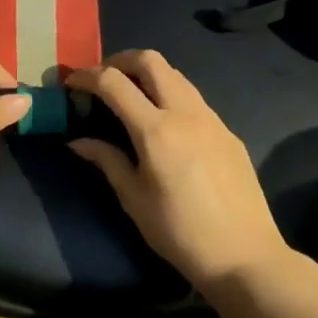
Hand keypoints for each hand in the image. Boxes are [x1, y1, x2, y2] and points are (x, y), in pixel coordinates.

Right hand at [66, 50, 292, 294]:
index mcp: (156, 130)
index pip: (113, 82)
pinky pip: (193, 98)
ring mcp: (211, 119)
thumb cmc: (180, 233)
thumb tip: (77, 141)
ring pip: (175, 74)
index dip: (87, 75)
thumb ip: (106, 161)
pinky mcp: (228, 131)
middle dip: (120, 61)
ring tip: (130, 97)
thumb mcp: (134, 200)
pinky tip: (164, 124)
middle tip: (102, 79)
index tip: (71, 82)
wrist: (245, 257)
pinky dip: (170, 95)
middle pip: (150, 60)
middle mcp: (185, 113)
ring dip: (147, 74)